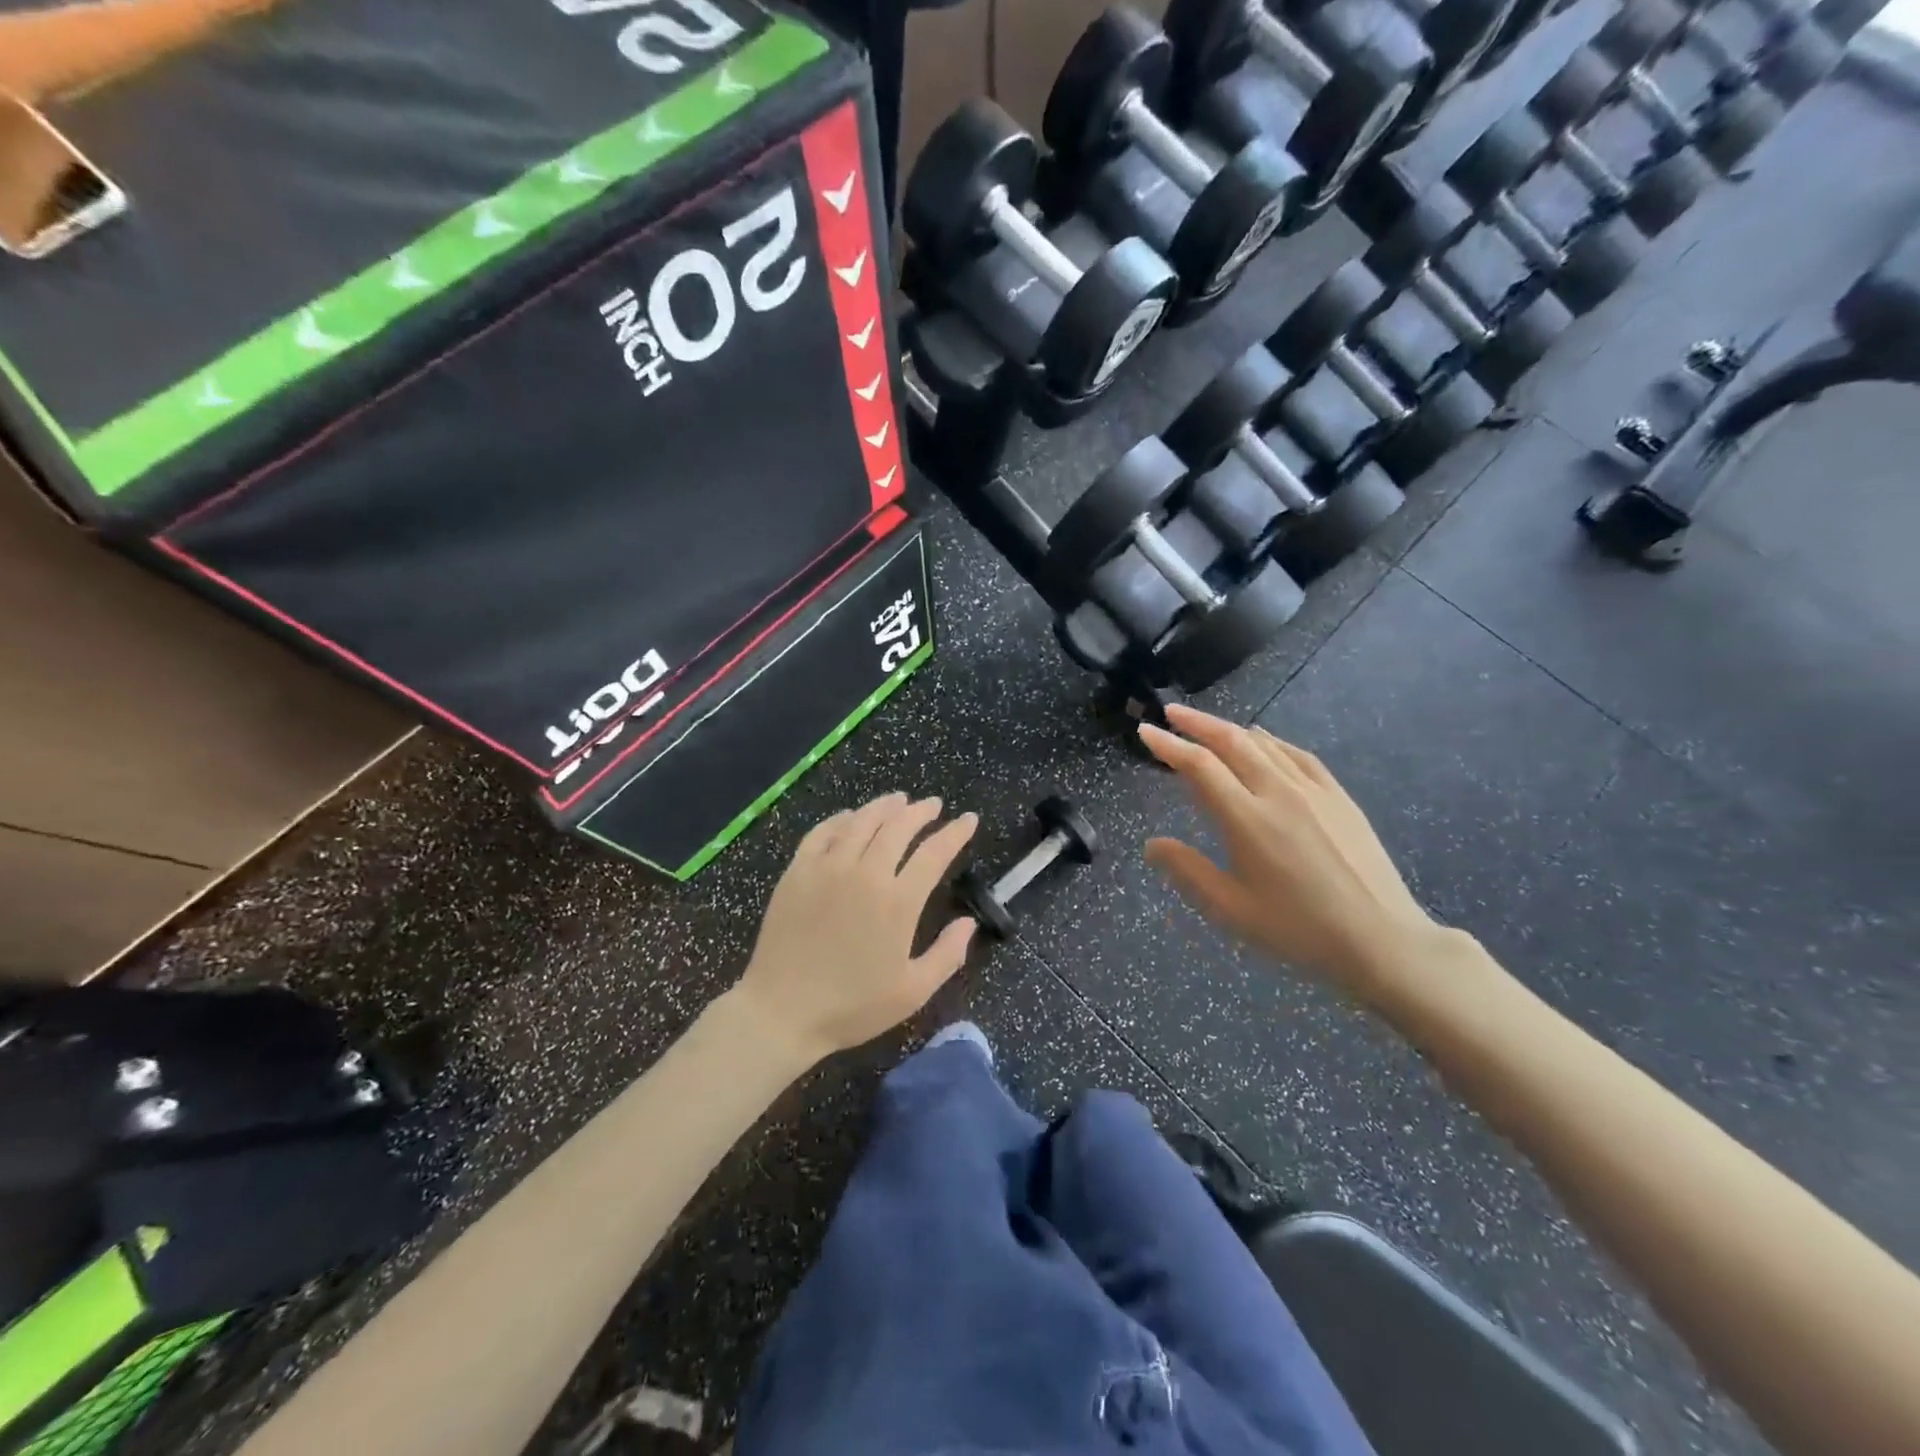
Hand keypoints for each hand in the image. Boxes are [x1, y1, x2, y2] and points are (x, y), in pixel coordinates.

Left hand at [732, 795, 978, 1065]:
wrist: (781, 1012)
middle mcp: (865, 874)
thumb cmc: (851, 1007)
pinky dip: (842, 818)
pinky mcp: (798, 871)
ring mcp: (828, 868)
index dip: (955, 833)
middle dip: (921, 811)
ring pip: (861, 822)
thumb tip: (969, 922)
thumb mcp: (912, 992)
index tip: (968, 820)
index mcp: (898, 902)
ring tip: (899, 800)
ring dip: (884, 806)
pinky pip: (823, 832)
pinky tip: (851, 817)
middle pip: (899, 827)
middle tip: (934, 805)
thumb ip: (947, 954)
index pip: (934, 853)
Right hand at [1140, 705, 1446, 1006]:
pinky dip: (1272, 740)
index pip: (1199, 766)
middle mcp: (1278, 793)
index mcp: (1247, 820)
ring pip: (1265, 743)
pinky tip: (1264, 740)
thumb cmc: (1298, 929)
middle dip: (1197, 723)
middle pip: (1232, 741)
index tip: (1145, 731)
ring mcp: (1313, 791)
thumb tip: (1152, 844)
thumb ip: (1187, 871)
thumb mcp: (1231, 909)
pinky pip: (1298, 755)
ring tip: (1208, 725)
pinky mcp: (1339, 798)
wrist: (1382, 940)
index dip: (1169, 745)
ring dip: (1230, 729)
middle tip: (1170, 712)